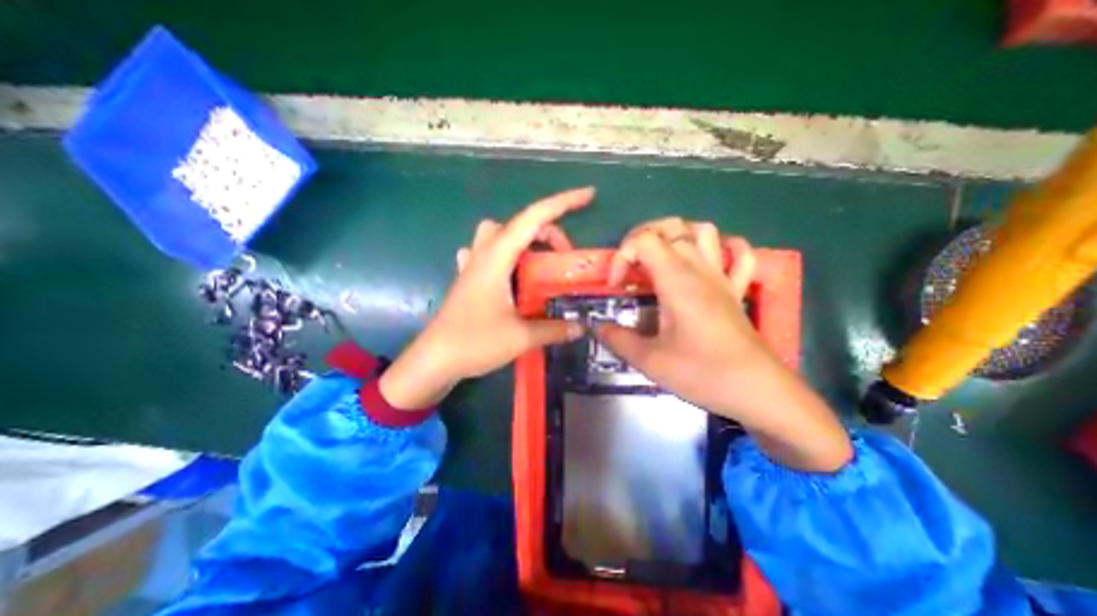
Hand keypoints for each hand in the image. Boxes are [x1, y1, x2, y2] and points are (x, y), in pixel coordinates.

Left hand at [377, 185, 591, 409]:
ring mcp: (473, 265)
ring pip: (500, 234)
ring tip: (540, 264)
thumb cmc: (473, 342)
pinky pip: (488, 253)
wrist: (434, 360)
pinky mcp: (469, 279)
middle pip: (519, 224)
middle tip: (564, 258)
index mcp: (497, 258)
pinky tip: (510, 273)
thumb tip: (581, 326)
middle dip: (547, 231)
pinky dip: (505, 255)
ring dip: (525, 241)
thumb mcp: (521, 336)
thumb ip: (554, 329)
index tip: (589, 195)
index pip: (533, 218)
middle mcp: (484, 254)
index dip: (563, 203)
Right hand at [597, 219, 851, 473]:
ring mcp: (722, 277)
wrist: (758, 391)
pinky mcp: (736, 290)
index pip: (643, 241)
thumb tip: (597, 327)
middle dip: (642, 238)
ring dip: (677, 236)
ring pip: (704, 231)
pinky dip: (723, 248)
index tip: (617, 288)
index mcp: (676, 280)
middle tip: (630, 266)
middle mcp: (700, 269)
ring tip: (660, 259)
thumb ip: (618, 339)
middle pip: (671, 227)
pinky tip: (708, 261)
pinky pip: (739, 255)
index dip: (621, 257)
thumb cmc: (703, 373)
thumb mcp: (650, 361)